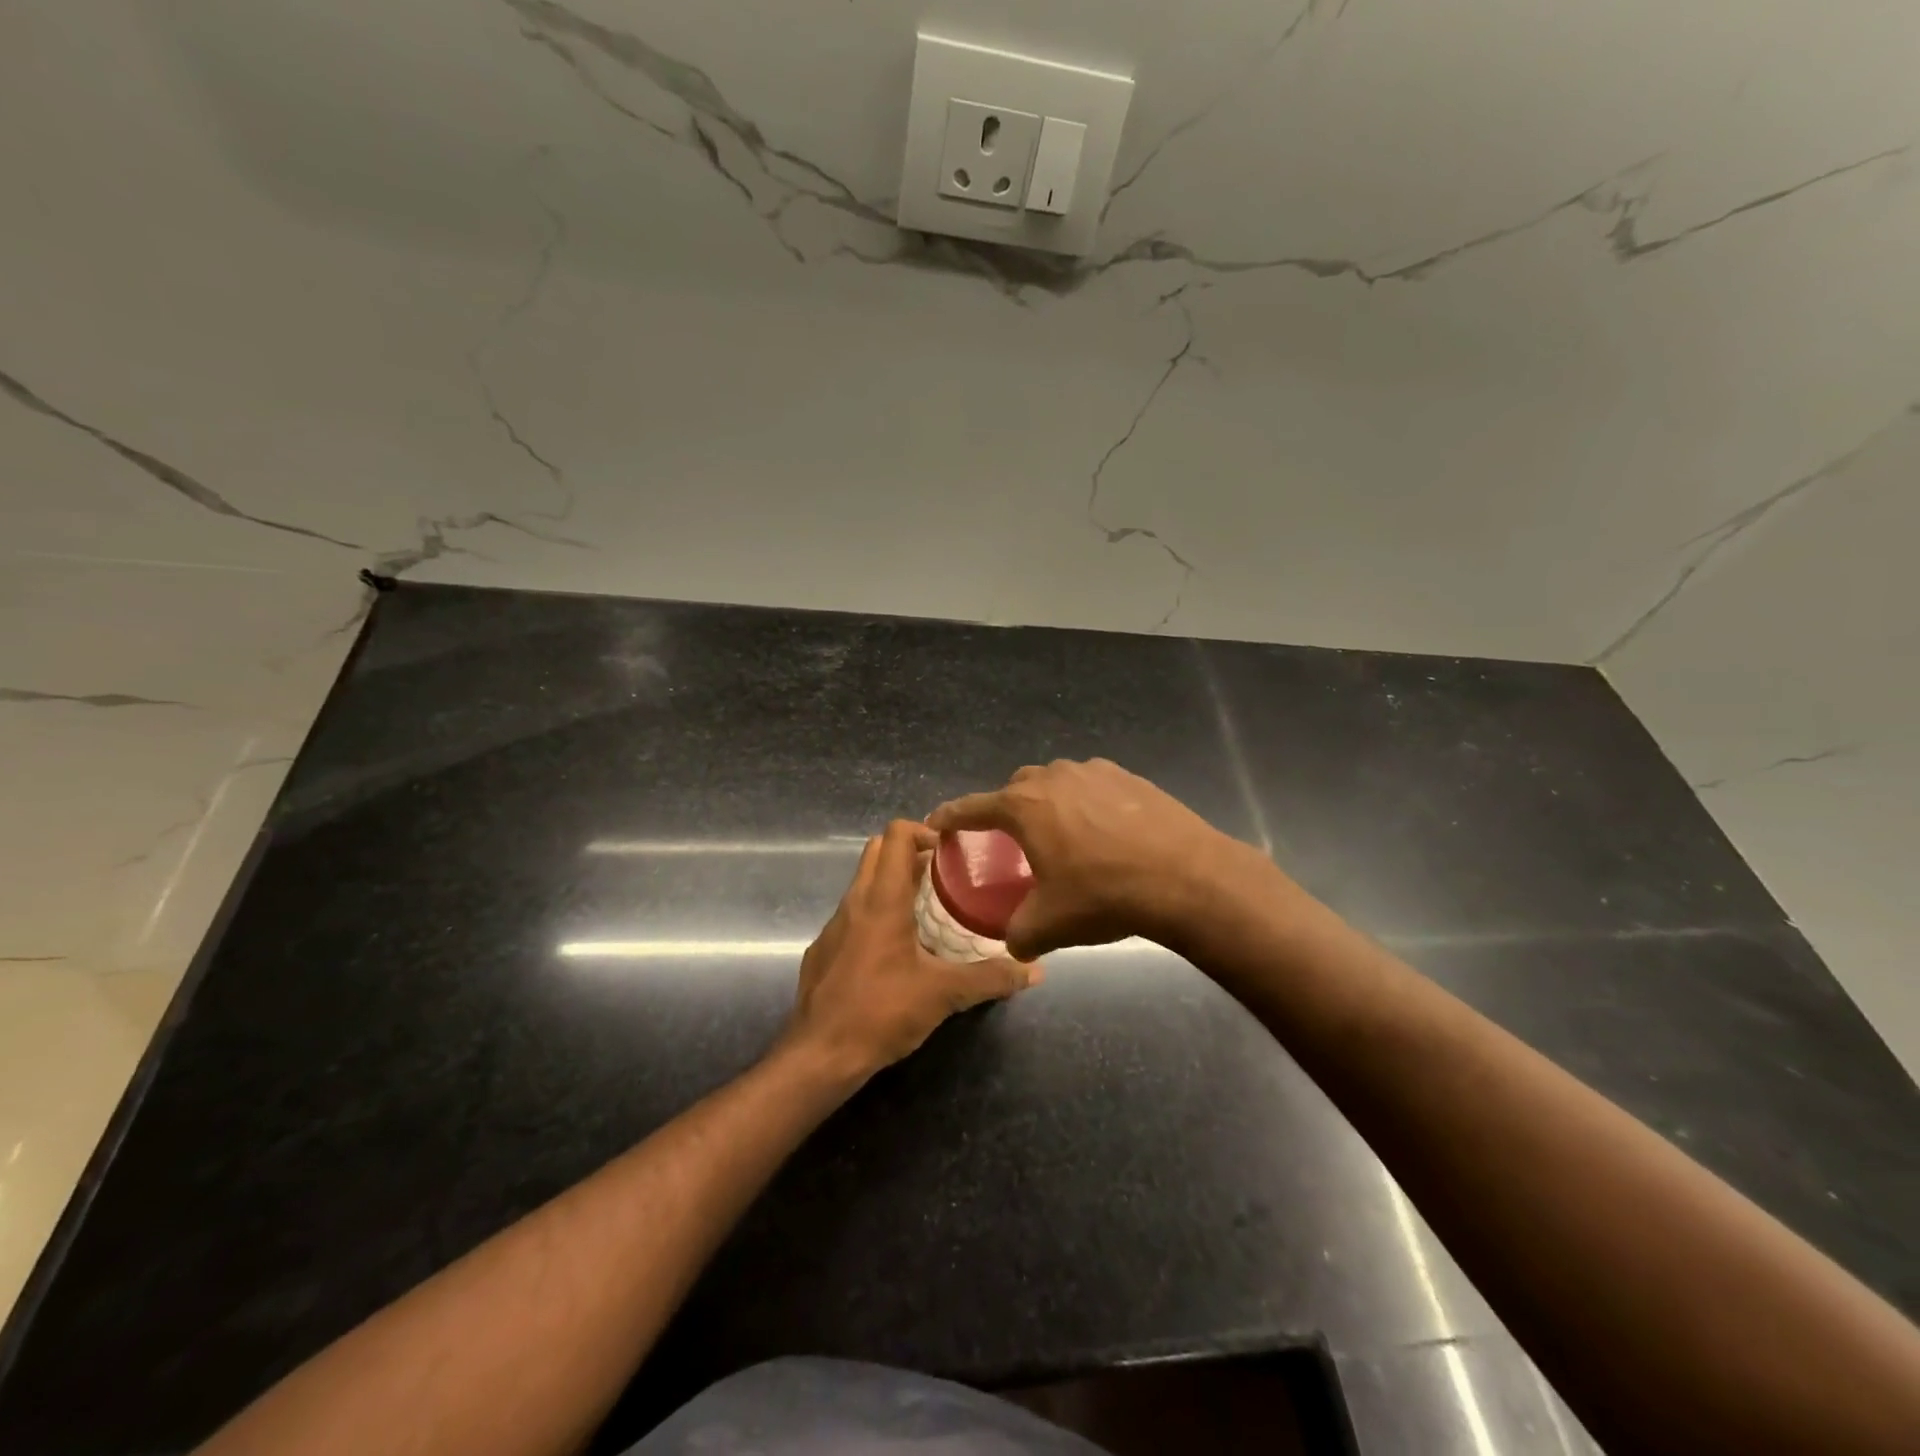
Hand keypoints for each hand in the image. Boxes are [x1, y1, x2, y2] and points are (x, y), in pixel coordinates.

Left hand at [782, 819, 1039, 1081]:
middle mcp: (854, 902)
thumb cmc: (882, 1012)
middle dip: (909, 852)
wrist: (819, 1056)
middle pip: (877, 851)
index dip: (923, 830)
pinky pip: (852, 915)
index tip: (950, 851)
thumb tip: (1034, 970)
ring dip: (893, 883)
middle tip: (944, 875)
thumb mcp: (944, 994)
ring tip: (927, 909)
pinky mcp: (823, 950)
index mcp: (882, 899)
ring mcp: (833, 926)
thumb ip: (991, 978)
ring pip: (863, 883)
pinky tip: (896, 950)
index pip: (895, 835)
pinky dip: (875, 914)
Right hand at [928, 758, 1245, 958]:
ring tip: (1062, 833)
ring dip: (1049, 802)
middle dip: (1007, 808)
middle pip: (1016, 788)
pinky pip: (1093, 784)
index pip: (973, 807)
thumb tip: (1014, 943)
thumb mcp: (1050, 925)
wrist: (1186, 877)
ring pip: (1057, 781)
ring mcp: (1094, 772)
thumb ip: (1018, 934)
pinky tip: (1104, 830)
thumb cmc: (1105, 895)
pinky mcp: (1129, 776)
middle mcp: (1053, 778)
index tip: (936, 822)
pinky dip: (1086, 801)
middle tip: (1013, 839)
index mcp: (1024, 807)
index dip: (951, 816)